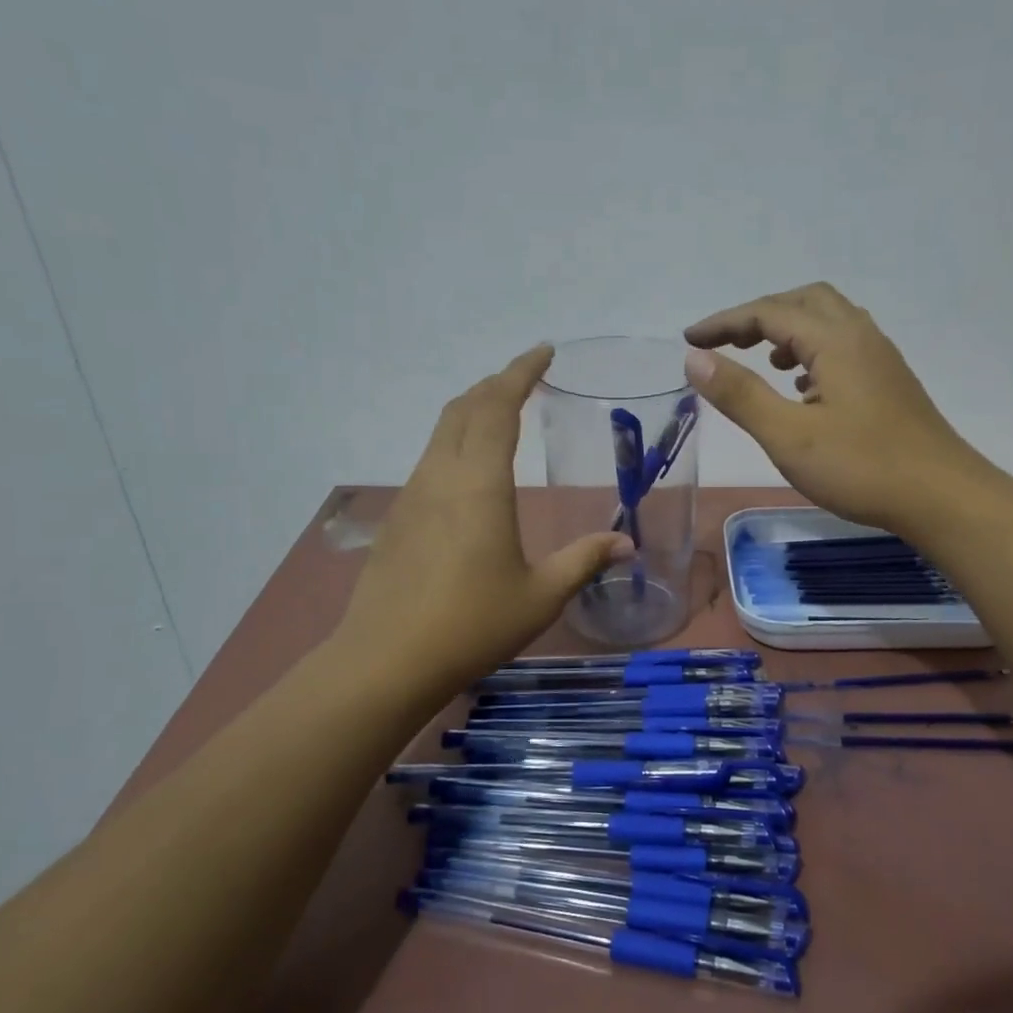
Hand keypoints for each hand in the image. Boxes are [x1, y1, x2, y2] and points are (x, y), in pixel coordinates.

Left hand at [329, 346, 631, 712]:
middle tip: (526, 377)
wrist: (386, 661)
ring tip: (502, 412)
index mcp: (479, 483)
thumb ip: (584, 561)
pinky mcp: (398, 518)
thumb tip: (626, 543)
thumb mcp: (540, 595)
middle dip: (496, 383)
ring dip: (472, 410)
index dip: (520, 372)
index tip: (544, 351)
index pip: (498, 406)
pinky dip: (456, 440)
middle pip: (464, 408)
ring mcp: (413, 495)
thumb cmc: (471, 624)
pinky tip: (470, 470)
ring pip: (441, 430)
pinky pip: (431, 458)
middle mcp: (441, 476)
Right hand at [684, 283, 994, 533]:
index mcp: (834, 340)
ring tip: (764, 363)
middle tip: (727, 343)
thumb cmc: (861, 468)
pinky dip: (813, 352)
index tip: (689, 340)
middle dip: (759, 315)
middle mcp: (860, 336)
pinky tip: (804, 390)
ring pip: (828, 321)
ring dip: (789, 330)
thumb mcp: (788, 436)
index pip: (768, 312)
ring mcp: (881, 358)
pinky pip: (844, 346)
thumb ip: (740, 394)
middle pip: (803, 301)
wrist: (942, 497)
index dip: (724, 322)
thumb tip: (694, 358)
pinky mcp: (890, 382)